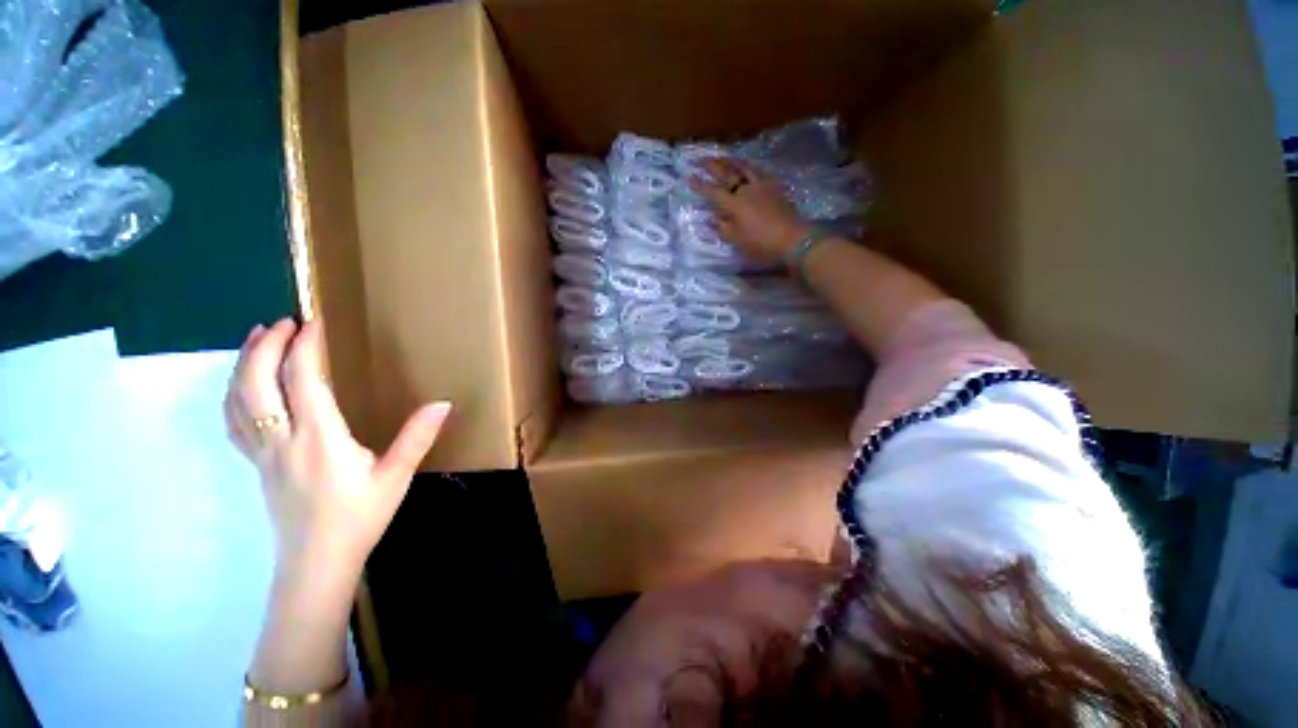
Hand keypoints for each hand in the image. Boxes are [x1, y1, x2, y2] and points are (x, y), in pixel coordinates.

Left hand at [224, 318, 450, 576]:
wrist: (316, 564)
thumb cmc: (359, 518)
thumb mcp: (396, 477)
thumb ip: (417, 437)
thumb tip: (443, 403)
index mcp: (318, 439)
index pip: (302, 380)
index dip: (305, 347)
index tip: (315, 321)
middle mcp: (282, 440)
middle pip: (257, 383)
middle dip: (267, 346)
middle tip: (284, 321)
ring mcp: (262, 453)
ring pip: (237, 400)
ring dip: (244, 363)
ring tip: (257, 338)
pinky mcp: (257, 465)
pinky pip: (233, 421)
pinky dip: (234, 393)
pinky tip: (244, 385)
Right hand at [689, 158, 809, 261]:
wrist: (793, 238)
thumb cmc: (761, 244)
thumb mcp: (737, 241)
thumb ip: (723, 228)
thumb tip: (713, 218)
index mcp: (734, 204)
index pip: (713, 192)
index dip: (701, 185)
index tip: (690, 177)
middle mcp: (746, 190)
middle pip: (728, 173)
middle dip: (713, 166)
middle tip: (703, 159)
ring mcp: (762, 186)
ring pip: (745, 168)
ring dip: (732, 161)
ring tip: (725, 157)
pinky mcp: (775, 187)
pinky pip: (760, 172)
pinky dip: (750, 167)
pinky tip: (750, 168)